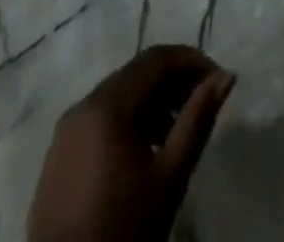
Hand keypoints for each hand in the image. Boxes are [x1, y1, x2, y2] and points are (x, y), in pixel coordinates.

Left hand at [28, 45, 235, 241]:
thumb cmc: (123, 230)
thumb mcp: (169, 176)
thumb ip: (198, 119)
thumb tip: (226, 76)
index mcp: (108, 104)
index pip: (157, 58)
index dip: (191, 61)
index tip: (217, 80)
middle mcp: (83, 105)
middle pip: (137, 73)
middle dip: (173, 82)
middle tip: (202, 104)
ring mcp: (66, 130)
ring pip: (119, 95)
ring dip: (152, 102)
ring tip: (178, 131)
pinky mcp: (58, 155)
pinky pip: (100, 118)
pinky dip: (128, 120)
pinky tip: (145, 151)